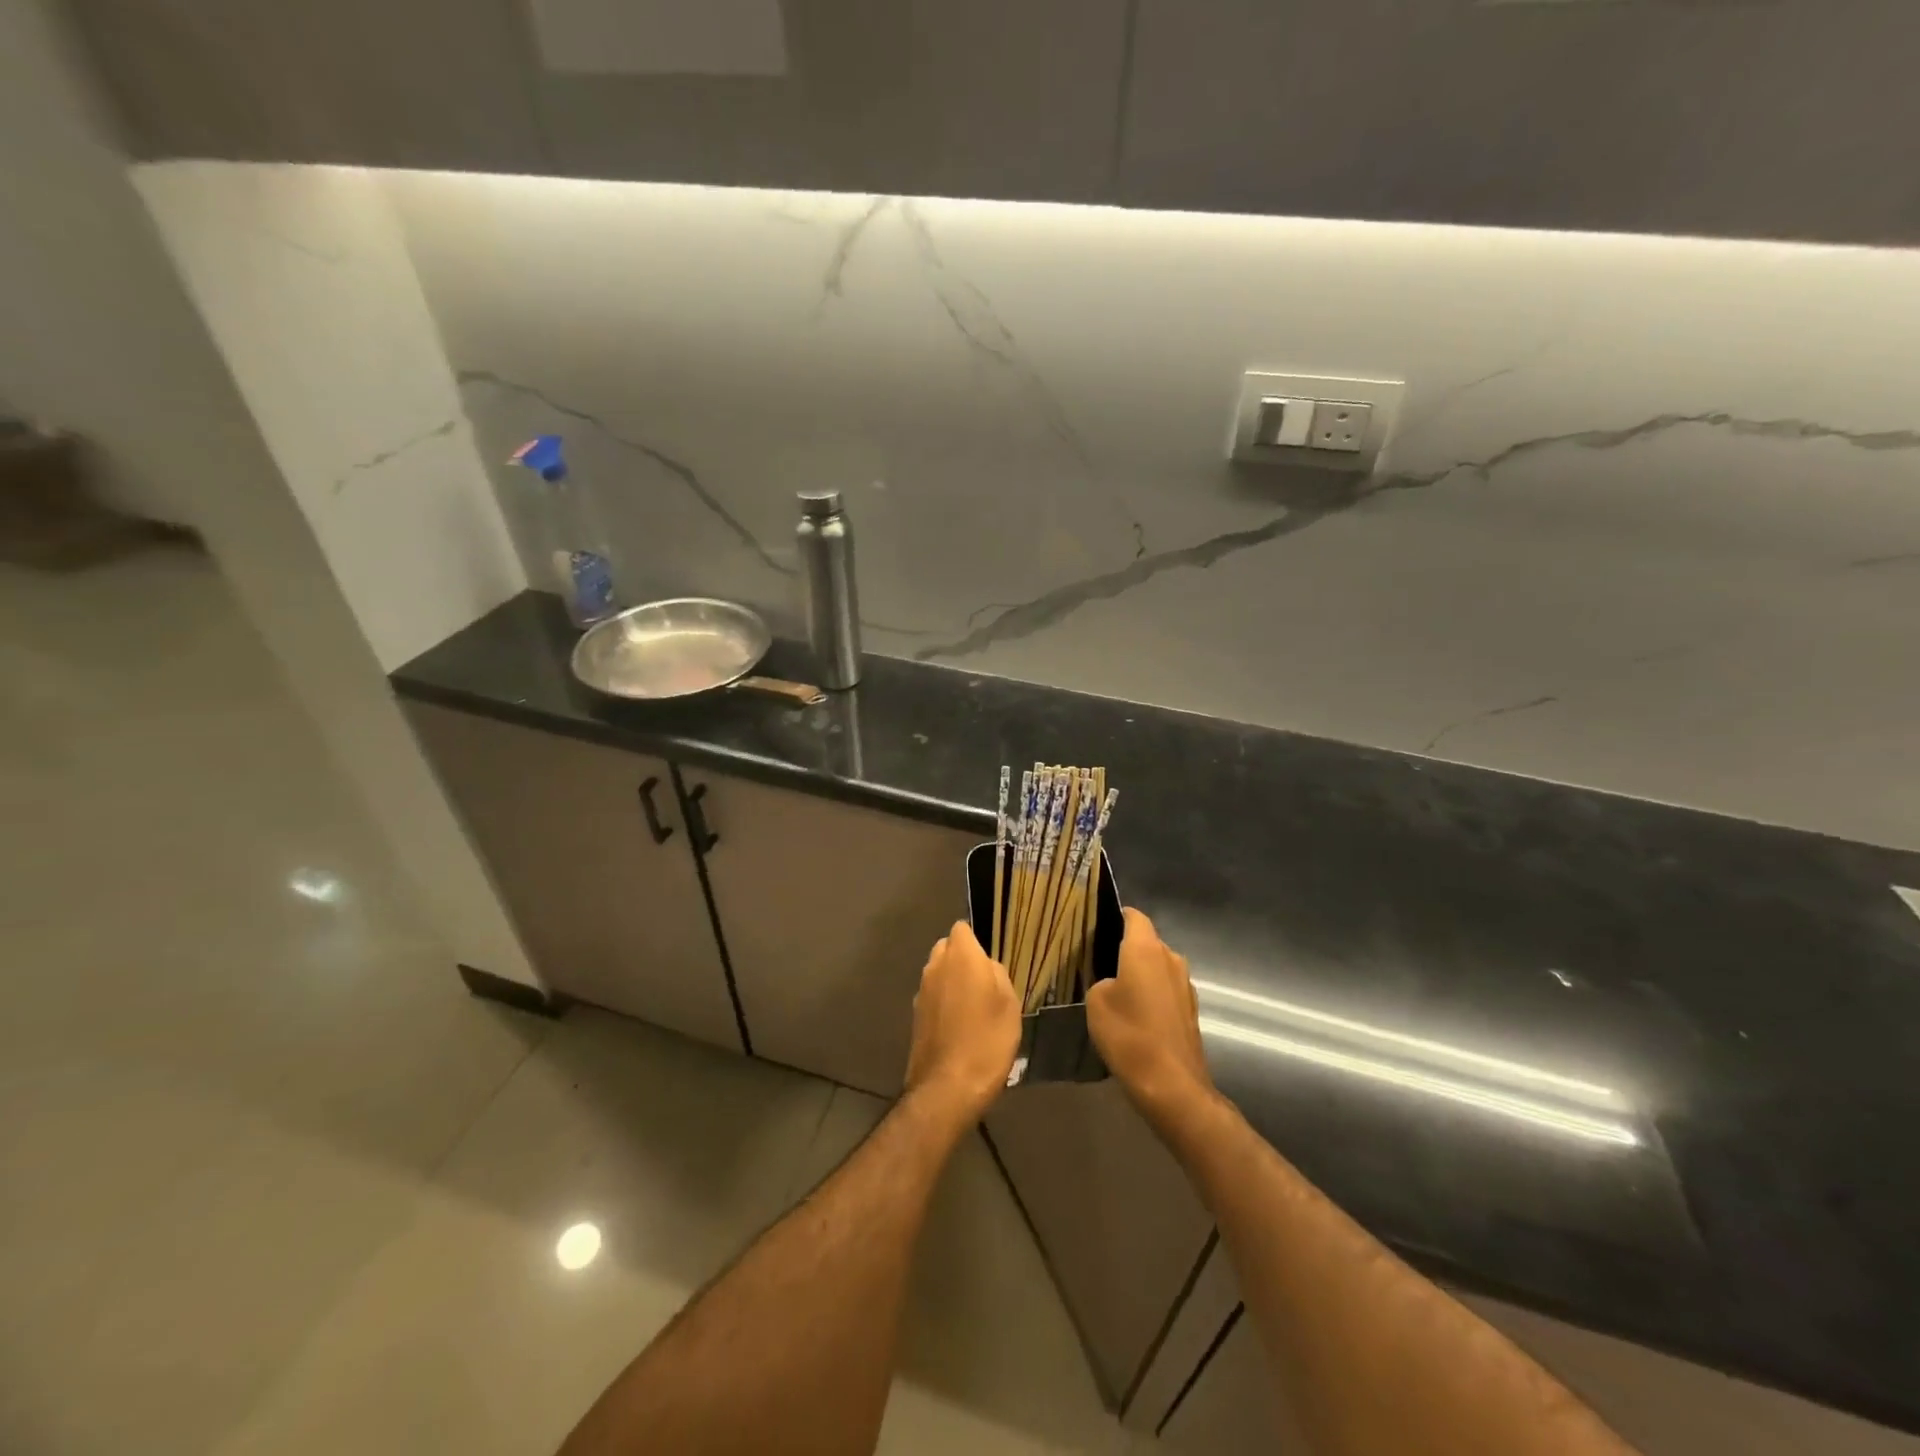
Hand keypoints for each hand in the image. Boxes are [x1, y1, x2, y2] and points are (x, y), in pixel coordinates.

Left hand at [904, 922, 1020, 1126]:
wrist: (947, 1087)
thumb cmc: (987, 1040)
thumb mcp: (1009, 1004)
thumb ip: (997, 975)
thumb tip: (986, 968)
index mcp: (961, 956)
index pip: (962, 928)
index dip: (975, 940)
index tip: (989, 959)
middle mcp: (935, 966)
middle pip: (947, 948)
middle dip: (962, 959)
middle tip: (984, 984)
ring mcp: (921, 990)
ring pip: (938, 973)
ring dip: (951, 982)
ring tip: (973, 1008)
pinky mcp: (914, 1015)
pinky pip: (932, 996)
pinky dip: (943, 1003)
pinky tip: (959, 1026)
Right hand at [1087, 909, 1216, 1129]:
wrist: (1171, 1085)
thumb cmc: (1129, 1035)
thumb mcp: (1096, 1001)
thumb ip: (1102, 979)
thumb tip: (1113, 982)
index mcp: (1146, 948)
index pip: (1134, 916)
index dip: (1116, 916)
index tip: (1097, 926)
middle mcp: (1171, 958)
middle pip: (1147, 942)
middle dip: (1126, 949)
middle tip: (1099, 963)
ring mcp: (1185, 985)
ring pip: (1158, 967)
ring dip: (1141, 975)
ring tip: (1117, 992)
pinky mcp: (1191, 1010)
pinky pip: (1166, 990)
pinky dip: (1152, 996)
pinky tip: (1136, 1016)